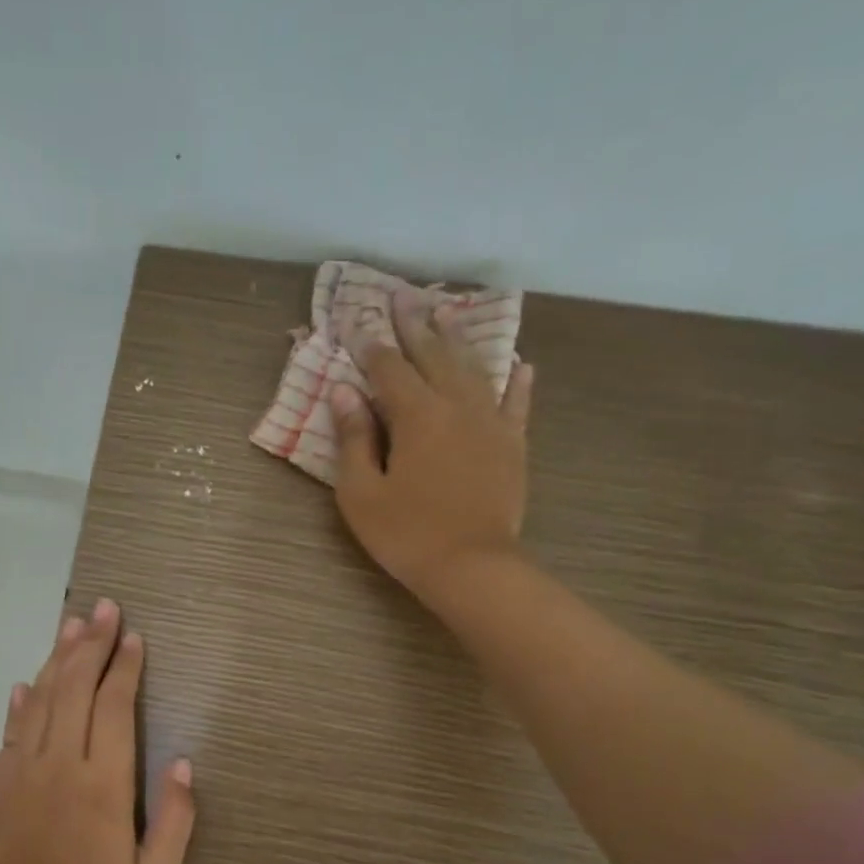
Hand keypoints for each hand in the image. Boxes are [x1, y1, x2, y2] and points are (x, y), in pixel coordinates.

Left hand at [0, 597, 195, 863]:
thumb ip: (176, 820)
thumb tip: (182, 764)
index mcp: (104, 780)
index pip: (114, 705)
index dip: (125, 666)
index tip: (133, 637)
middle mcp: (62, 761)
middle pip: (77, 686)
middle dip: (93, 643)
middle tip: (105, 608)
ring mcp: (25, 767)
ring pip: (43, 697)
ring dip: (59, 656)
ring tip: (72, 623)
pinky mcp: (0, 780)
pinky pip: (12, 727)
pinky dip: (22, 699)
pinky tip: (29, 679)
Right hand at [329, 288, 534, 614]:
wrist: (472, 567)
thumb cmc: (406, 534)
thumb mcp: (361, 493)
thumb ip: (353, 439)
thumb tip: (344, 392)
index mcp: (416, 416)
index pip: (389, 369)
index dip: (372, 347)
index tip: (359, 326)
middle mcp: (456, 406)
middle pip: (433, 356)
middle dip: (415, 325)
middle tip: (403, 296)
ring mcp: (490, 422)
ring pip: (473, 369)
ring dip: (457, 340)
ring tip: (447, 314)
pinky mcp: (513, 444)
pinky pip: (516, 403)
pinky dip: (516, 381)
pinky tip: (518, 364)